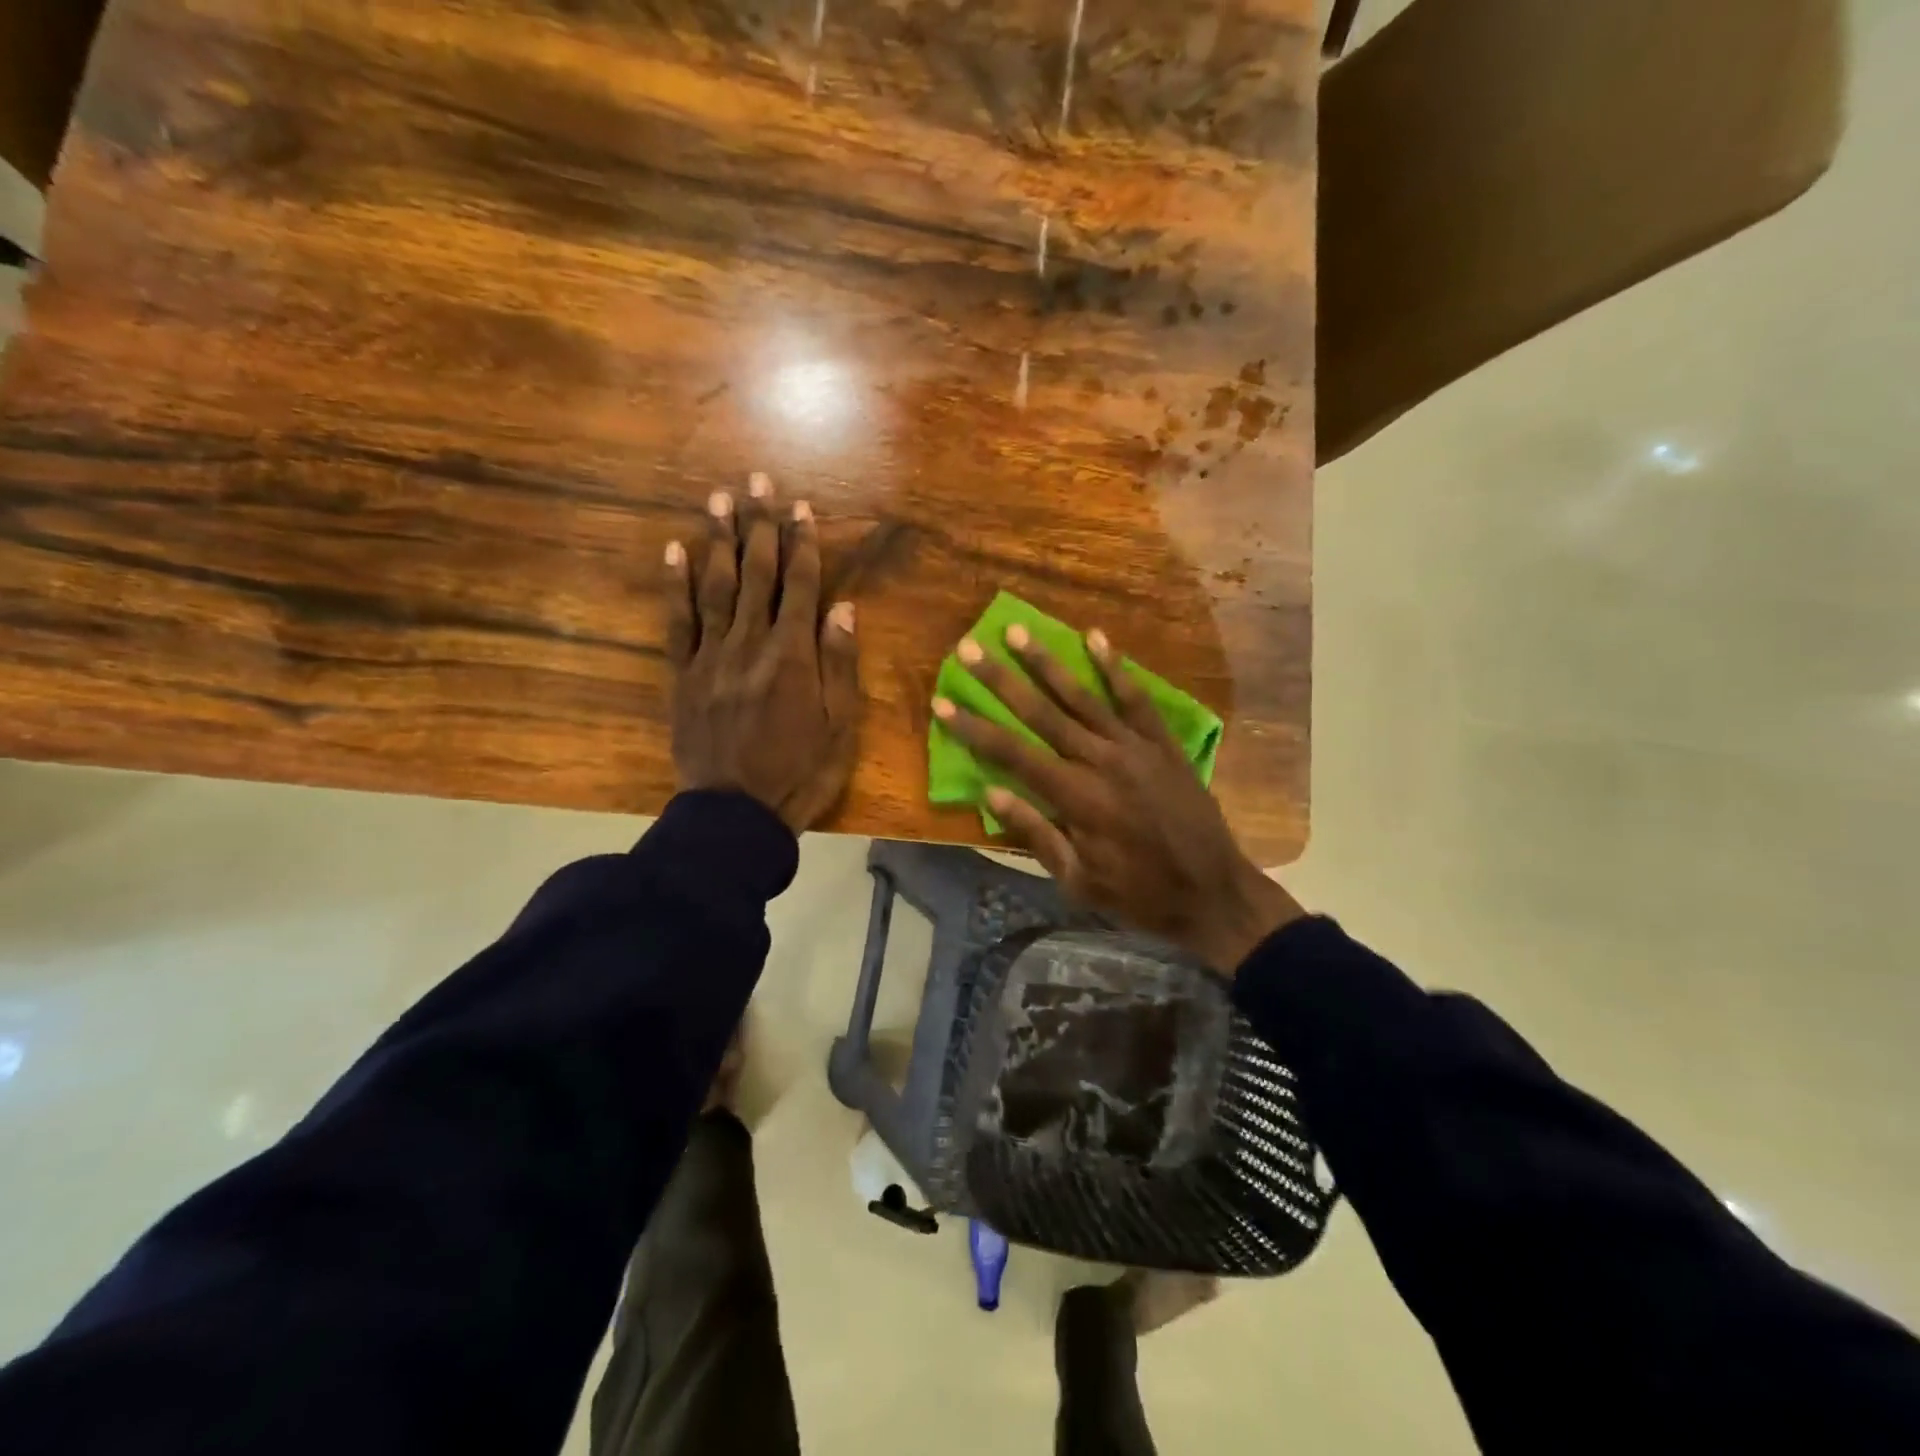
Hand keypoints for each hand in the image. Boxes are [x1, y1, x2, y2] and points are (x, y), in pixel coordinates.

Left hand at [666, 472, 860, 832]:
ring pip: (715, 587)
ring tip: (719, 499)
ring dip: (719, 540)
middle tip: (757, 481)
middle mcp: (751, 644)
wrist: (736, 814)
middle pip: (757, 575)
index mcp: (793, 656)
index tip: (801, 508)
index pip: (802, 587)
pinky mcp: (682, 675)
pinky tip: (674, 552)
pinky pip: (677, 622)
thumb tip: (843, 608)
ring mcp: (711, 657)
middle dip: (760, 526)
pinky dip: (675, 585)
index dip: (803, 544)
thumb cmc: (800, 773)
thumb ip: (840, 664)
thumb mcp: (840, 727)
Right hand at [932, 627, 1302, 973]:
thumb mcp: (1078, 881)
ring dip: (1047, 663)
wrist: (1213, 892)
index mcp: (1075, 798)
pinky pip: (1136, 698)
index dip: (974, 728)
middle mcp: (1100, 761)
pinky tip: (1095, 637)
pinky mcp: (1162, 743)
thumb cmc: (1139, 894)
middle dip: (1001, 679)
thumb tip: (991, 794)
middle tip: (969, 647)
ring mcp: (1135, 747)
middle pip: (1041, 713)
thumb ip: (1036, 834)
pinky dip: (1115, 667)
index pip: (1012, 754)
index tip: (943, 701)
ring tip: (1017, 631)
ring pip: (1083, 696)